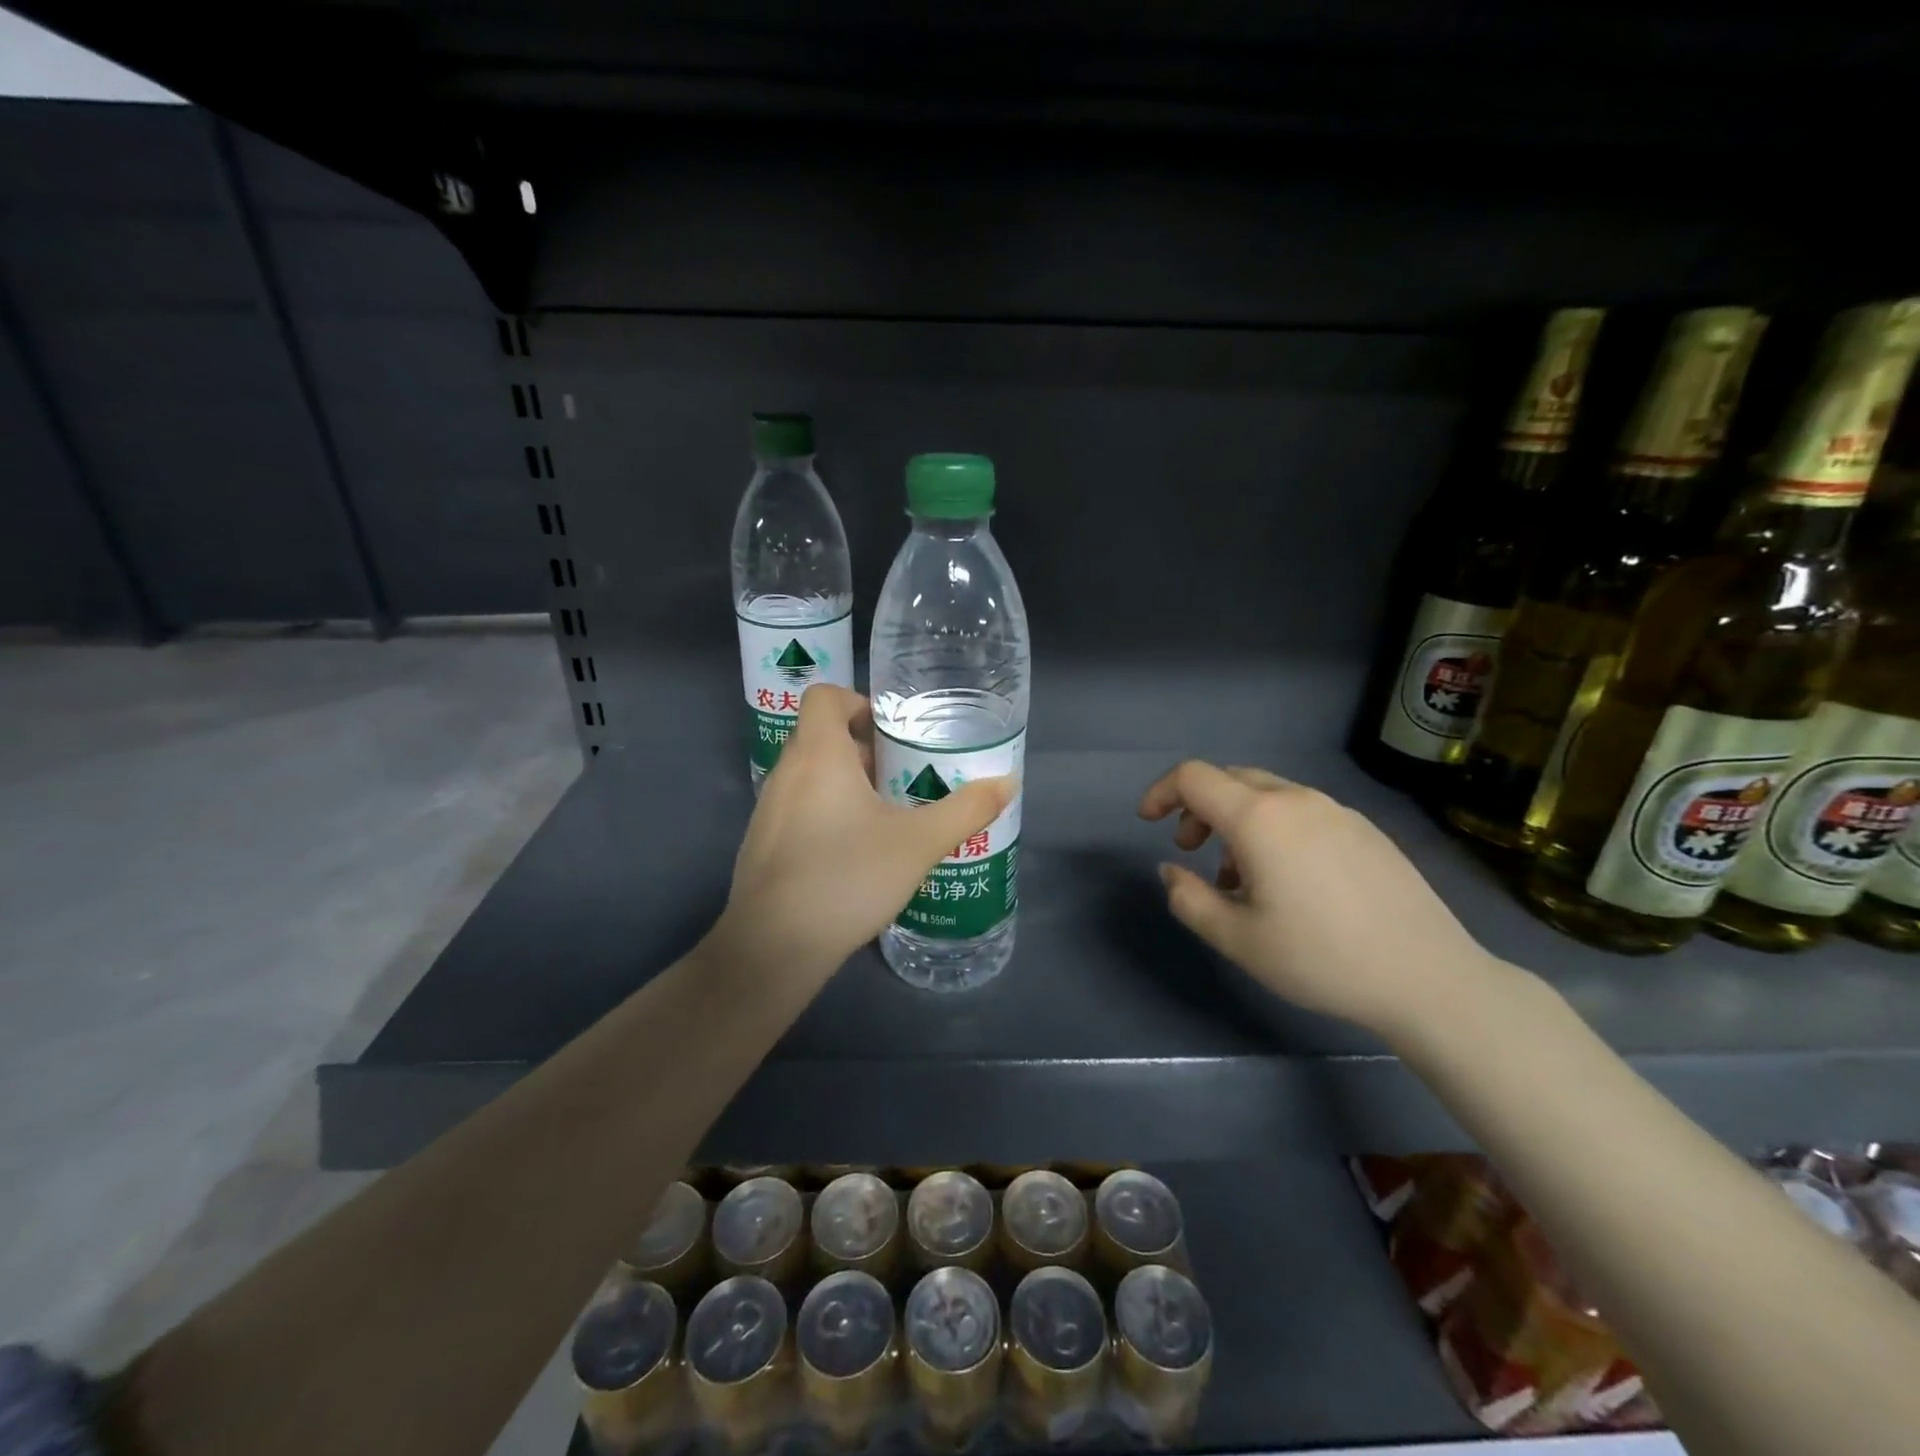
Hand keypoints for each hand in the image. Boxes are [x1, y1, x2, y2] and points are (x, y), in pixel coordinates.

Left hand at [714, 685, 1015, 981]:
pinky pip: (798, 808)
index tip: (893, 731)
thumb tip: (1008, 782)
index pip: (825, 696)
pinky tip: (856, 852)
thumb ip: (965, 810)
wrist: (774, 947)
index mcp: (818, 754)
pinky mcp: (763, 843)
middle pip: (822, 736)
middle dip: (866, 748)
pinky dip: (827, 812)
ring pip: (811, 775)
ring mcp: (768, 809)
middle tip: (907, 773)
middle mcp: (786, 772)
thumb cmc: (847, 877)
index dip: (858, 701)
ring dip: (848, 782)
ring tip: (889, 813)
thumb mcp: (918, 844)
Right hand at [1138, 761, 1492, 1036]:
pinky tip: (1288, 881)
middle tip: (1190, 851)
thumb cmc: (1321, 958)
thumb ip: (1189, 899)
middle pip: (1230, 780)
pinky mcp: (1365, 830)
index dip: (1161, 791)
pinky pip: (1301, 813)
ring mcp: (1337, 811)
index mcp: (1260, 818)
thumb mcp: (1237, 939)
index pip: (1194, 777)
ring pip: (1267, 796)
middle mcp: (1297, 800)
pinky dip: (1273, 830)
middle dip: (1198, 808)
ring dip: (1236, 821)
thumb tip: (1172, 870)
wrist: (1428, 977)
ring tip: (1238, 877)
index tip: (1147, 822)